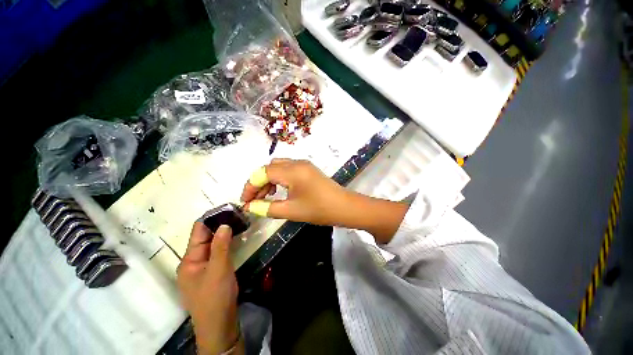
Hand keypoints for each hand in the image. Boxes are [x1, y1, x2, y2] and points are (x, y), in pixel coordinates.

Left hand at [177, 224, 241, 354]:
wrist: (219, 325)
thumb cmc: (215, 297)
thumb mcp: (219, 270)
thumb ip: (220, 246)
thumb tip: (224, 224)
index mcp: (189, 260)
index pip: (198, 232)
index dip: (210, 218)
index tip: (226, 207)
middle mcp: (193, 262)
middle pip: (205, 238)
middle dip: (219, 225)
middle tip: (236, 213)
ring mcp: (202, 268)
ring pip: (212, 245)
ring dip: (223, 234)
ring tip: (238, 222)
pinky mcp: (212, 273)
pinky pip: (217, 253)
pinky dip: (225, 244)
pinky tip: (235, 238)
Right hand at [241, 159, 408, 242]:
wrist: (344, 207)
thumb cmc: (319, 209)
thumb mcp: (291, 211)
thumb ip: (267, 208)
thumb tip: (250, 206)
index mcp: (292, 171)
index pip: (262, 173)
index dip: (250, 186)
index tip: (245, 201)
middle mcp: (296, 163)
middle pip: (269, 167)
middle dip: (259, 182)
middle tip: (256, 200)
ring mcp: (304, 165)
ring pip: (279, 167)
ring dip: (269, 180)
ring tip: (267, 197)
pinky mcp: (308, 169)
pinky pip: (288, 170)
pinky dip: (280, 179)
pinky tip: (280, 191)